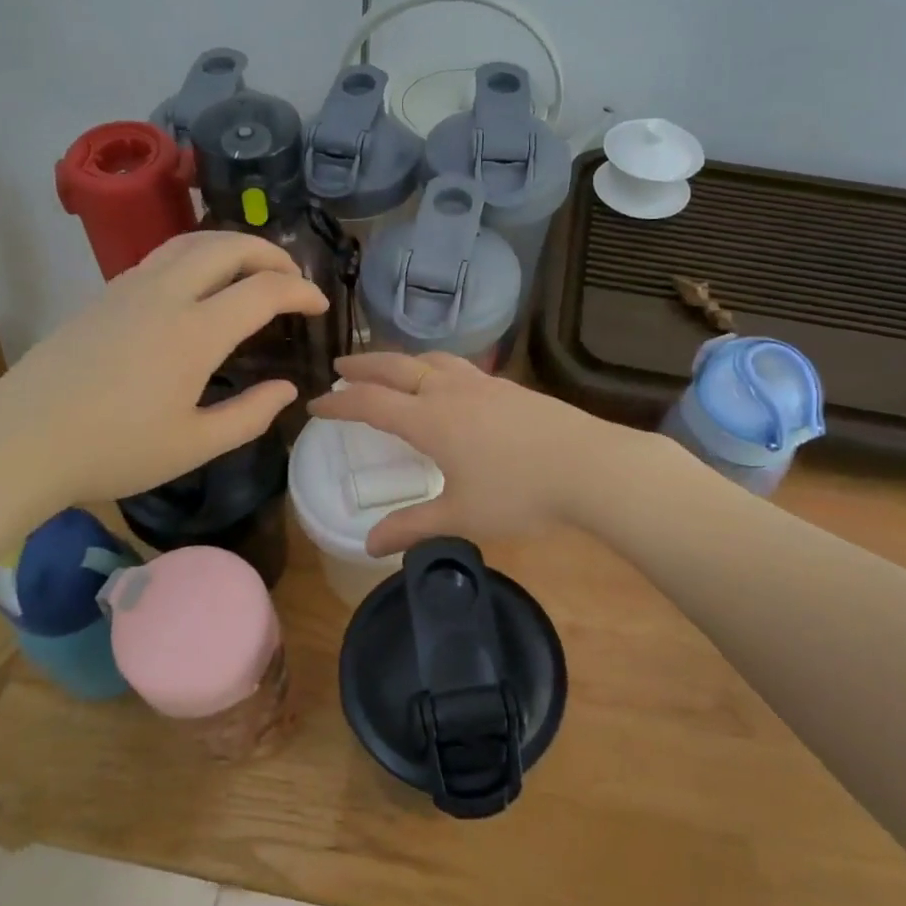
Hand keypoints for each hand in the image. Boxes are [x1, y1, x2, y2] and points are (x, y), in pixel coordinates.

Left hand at [0, 232, 326, 514]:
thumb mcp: (194, 447)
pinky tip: (197, 287)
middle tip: (292, 276)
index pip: (263, 290)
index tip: (320, 305)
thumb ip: (250, 416)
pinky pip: (161, 257)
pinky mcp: (102, 296)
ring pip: (190, 242)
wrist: (19, 443)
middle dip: (270, 253)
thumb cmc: (113, 452)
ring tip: (251, 268)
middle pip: (227, 246)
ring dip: (231, 246)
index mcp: (193, 332)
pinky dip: (196, 257)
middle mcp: (164, 295)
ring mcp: (127, 289)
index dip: (301, 291)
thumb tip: (287, 389)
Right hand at [307, 352, 638, 554]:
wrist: (589, 466)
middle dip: (363, 366)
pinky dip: (434, 366)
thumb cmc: (519, 493)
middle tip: (340, 366)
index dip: (339, 403)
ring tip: (391, 367)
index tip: (315, 405)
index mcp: (430, 420)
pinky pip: (458, 367)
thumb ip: (413, 527)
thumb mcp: (461, 517)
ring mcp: (482, 385)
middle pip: (396, 368)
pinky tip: (446, 381)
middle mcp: (450, 392)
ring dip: (401, 360)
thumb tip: (369, 545)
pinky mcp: (509, 387)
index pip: (370, 403)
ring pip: (431, 360)